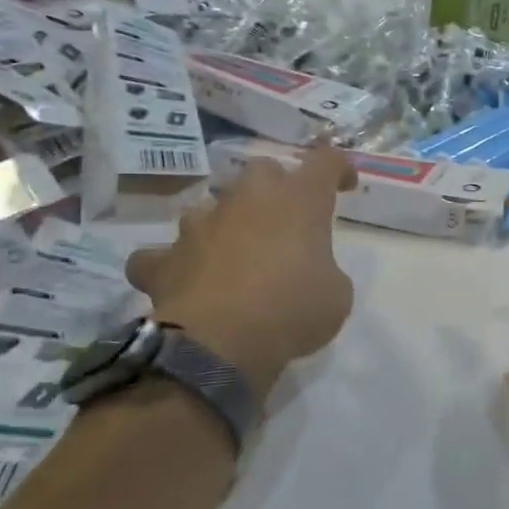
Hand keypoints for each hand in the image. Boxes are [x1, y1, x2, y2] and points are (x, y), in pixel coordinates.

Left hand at [127, 146, 356, 396]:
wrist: (217, 345)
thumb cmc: (291, 311)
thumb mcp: (336, 295)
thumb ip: (326, 270)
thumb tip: (310, 273)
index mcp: (298, 201)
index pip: (325, 162)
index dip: (338, 168)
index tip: (345, 185)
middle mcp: (248, 199)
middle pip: (263, 170)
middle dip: (275, 188)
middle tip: (285, 220)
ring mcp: (200, 225)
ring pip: (211, 207)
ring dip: (224, 224)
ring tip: (233, 254)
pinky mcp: (164, 259)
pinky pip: (163, 254)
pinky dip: (174, 264)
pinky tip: (184, 280)